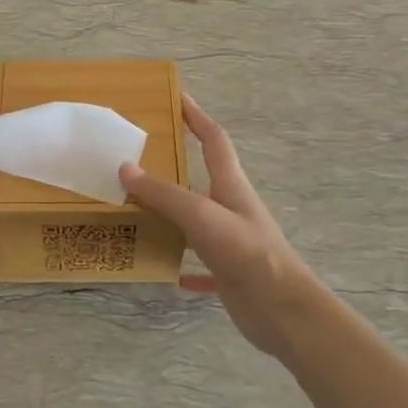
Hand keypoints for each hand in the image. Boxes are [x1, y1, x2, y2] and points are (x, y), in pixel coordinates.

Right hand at [119, 95, 314, 357]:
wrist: (282, 310)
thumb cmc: (246, 253)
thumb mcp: (201, 216)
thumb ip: (164, 193)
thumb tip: (125, 167)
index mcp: (231, 186)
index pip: (214, 140)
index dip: (197, 117)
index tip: (177, 98)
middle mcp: (231, 210)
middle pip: (202, 179)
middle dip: (175, 166)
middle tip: (140, 159)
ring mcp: (231, 243)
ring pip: (196, 222)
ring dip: (173, 216)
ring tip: (138, 213)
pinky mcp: (229, 274)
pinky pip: (200, 266)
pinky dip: (184, 267)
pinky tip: (166, 273)